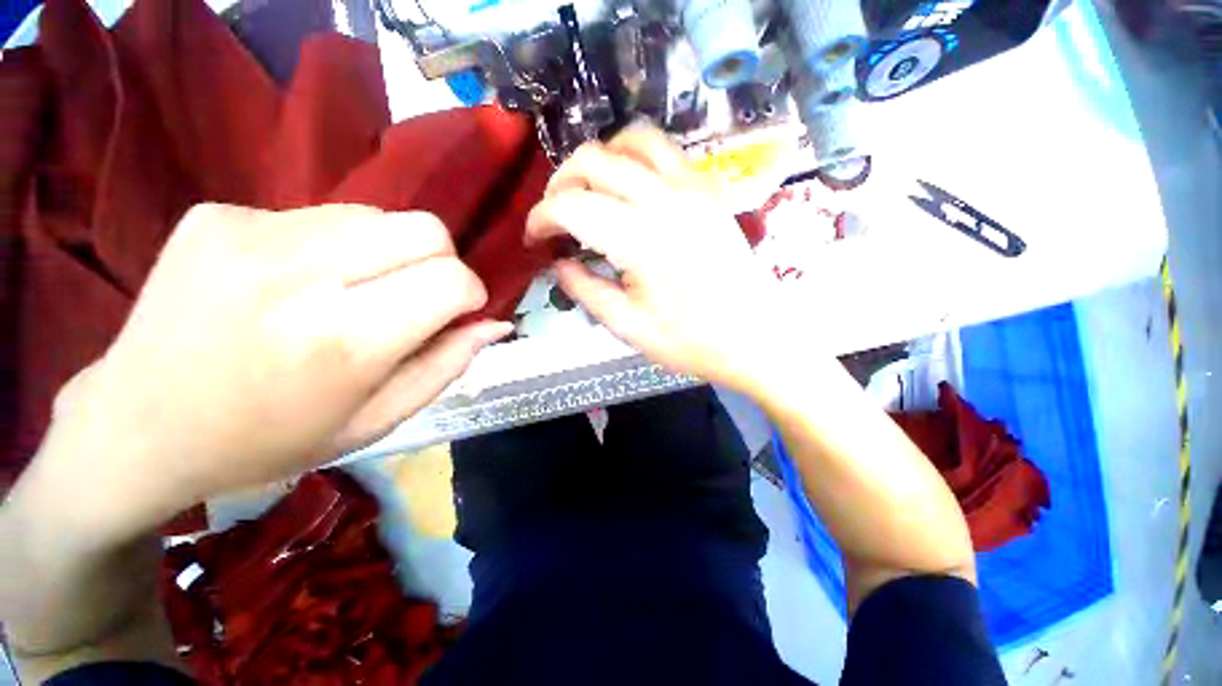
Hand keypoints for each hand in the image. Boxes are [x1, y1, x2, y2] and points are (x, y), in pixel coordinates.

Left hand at [36, 204, 508, 533]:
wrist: (138, 426)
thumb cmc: (270, 440)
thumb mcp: (377, 420)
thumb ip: (447, 364)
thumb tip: (495, 323)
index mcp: (343, 341)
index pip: (451, 280)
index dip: (471, 293)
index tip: (458, 312)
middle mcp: (299, 275)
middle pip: (424, 228)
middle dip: (440, 262)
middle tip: (415, 296)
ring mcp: (249, 233)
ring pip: (376, 215)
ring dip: (387, 252)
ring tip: (351, 291)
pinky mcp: (217, 214)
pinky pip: (318, 215)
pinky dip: (333, 245)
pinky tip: (297, 281)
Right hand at [526, 126, 784, 392]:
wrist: (753, 336)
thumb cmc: (690, 341)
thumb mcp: (627, 327)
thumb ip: (585, 289)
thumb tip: (559, 263)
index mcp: (642, 240)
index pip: (572, 206)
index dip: (541, 218)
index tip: (534, 239)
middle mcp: (666, 199)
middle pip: (593, 160)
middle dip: (560, 185)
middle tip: (555, 218)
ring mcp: (693, 187)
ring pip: (630, 140)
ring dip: (597, 161)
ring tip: (587, 194)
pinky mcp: (709, 188)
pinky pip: (663, 151)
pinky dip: (633, 158)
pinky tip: (628, 188)